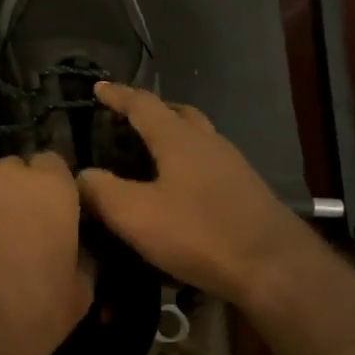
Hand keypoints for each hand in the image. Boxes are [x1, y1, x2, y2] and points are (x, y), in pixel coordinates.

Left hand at [0, 152, 92, 354]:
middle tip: (26, 229)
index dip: (56, 185)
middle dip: (21, 193)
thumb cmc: (34, 310)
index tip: (59, 212)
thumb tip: (78, 249)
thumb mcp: (80, 291)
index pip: (55, 162)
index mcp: (50, 188)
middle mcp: (6, 180)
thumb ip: (83, 256)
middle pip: (16, 171)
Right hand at [78, 82, 316, 303]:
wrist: (273, 267)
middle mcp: (208, 142)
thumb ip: (103, 192)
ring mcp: (232, 165)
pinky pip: (210, 162)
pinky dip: (188, 161)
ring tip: (151, 152)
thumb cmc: (199, 233)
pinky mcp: (246, 190)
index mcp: (178, 139)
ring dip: (174, 135)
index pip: (143, 105)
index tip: (98, 88)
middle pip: (178, 113)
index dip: (118, 95)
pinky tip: (181, 187)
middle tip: (128, 118)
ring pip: (198, 137)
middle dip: (152, 110)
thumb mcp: (137, 215)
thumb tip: (81, 174)